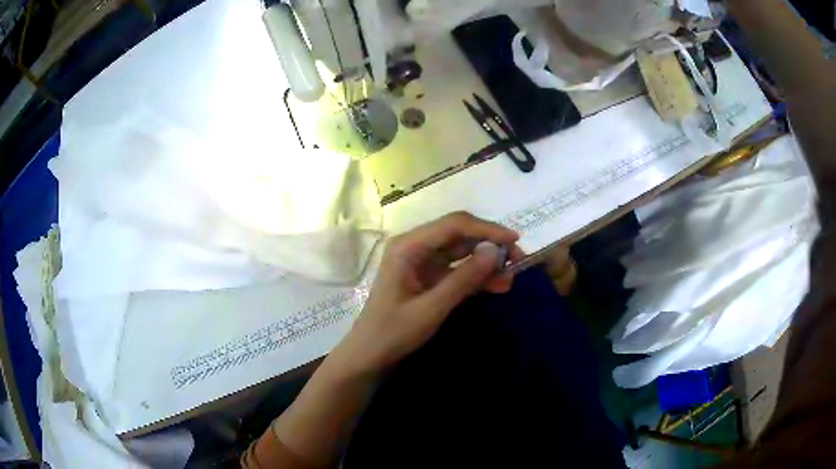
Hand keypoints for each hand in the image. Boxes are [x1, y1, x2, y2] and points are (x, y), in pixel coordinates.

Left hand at [339, 212, 523, 371]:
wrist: (370, 354)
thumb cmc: (393, 332)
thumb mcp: (432, 308)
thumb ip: (464, 279)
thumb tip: (495, 252)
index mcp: (408, 246)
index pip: (454, 225)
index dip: (487, 230)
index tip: (515, 241)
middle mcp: (415, 246)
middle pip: (459, 234)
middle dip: (490, 245)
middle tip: (518, 261)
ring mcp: (421, 261)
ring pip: (461, 252)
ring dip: (486, 262)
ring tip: (510, 278)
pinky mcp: (427, 276)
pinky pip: (457, 269)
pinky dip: (476, 276)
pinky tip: (496, 286)